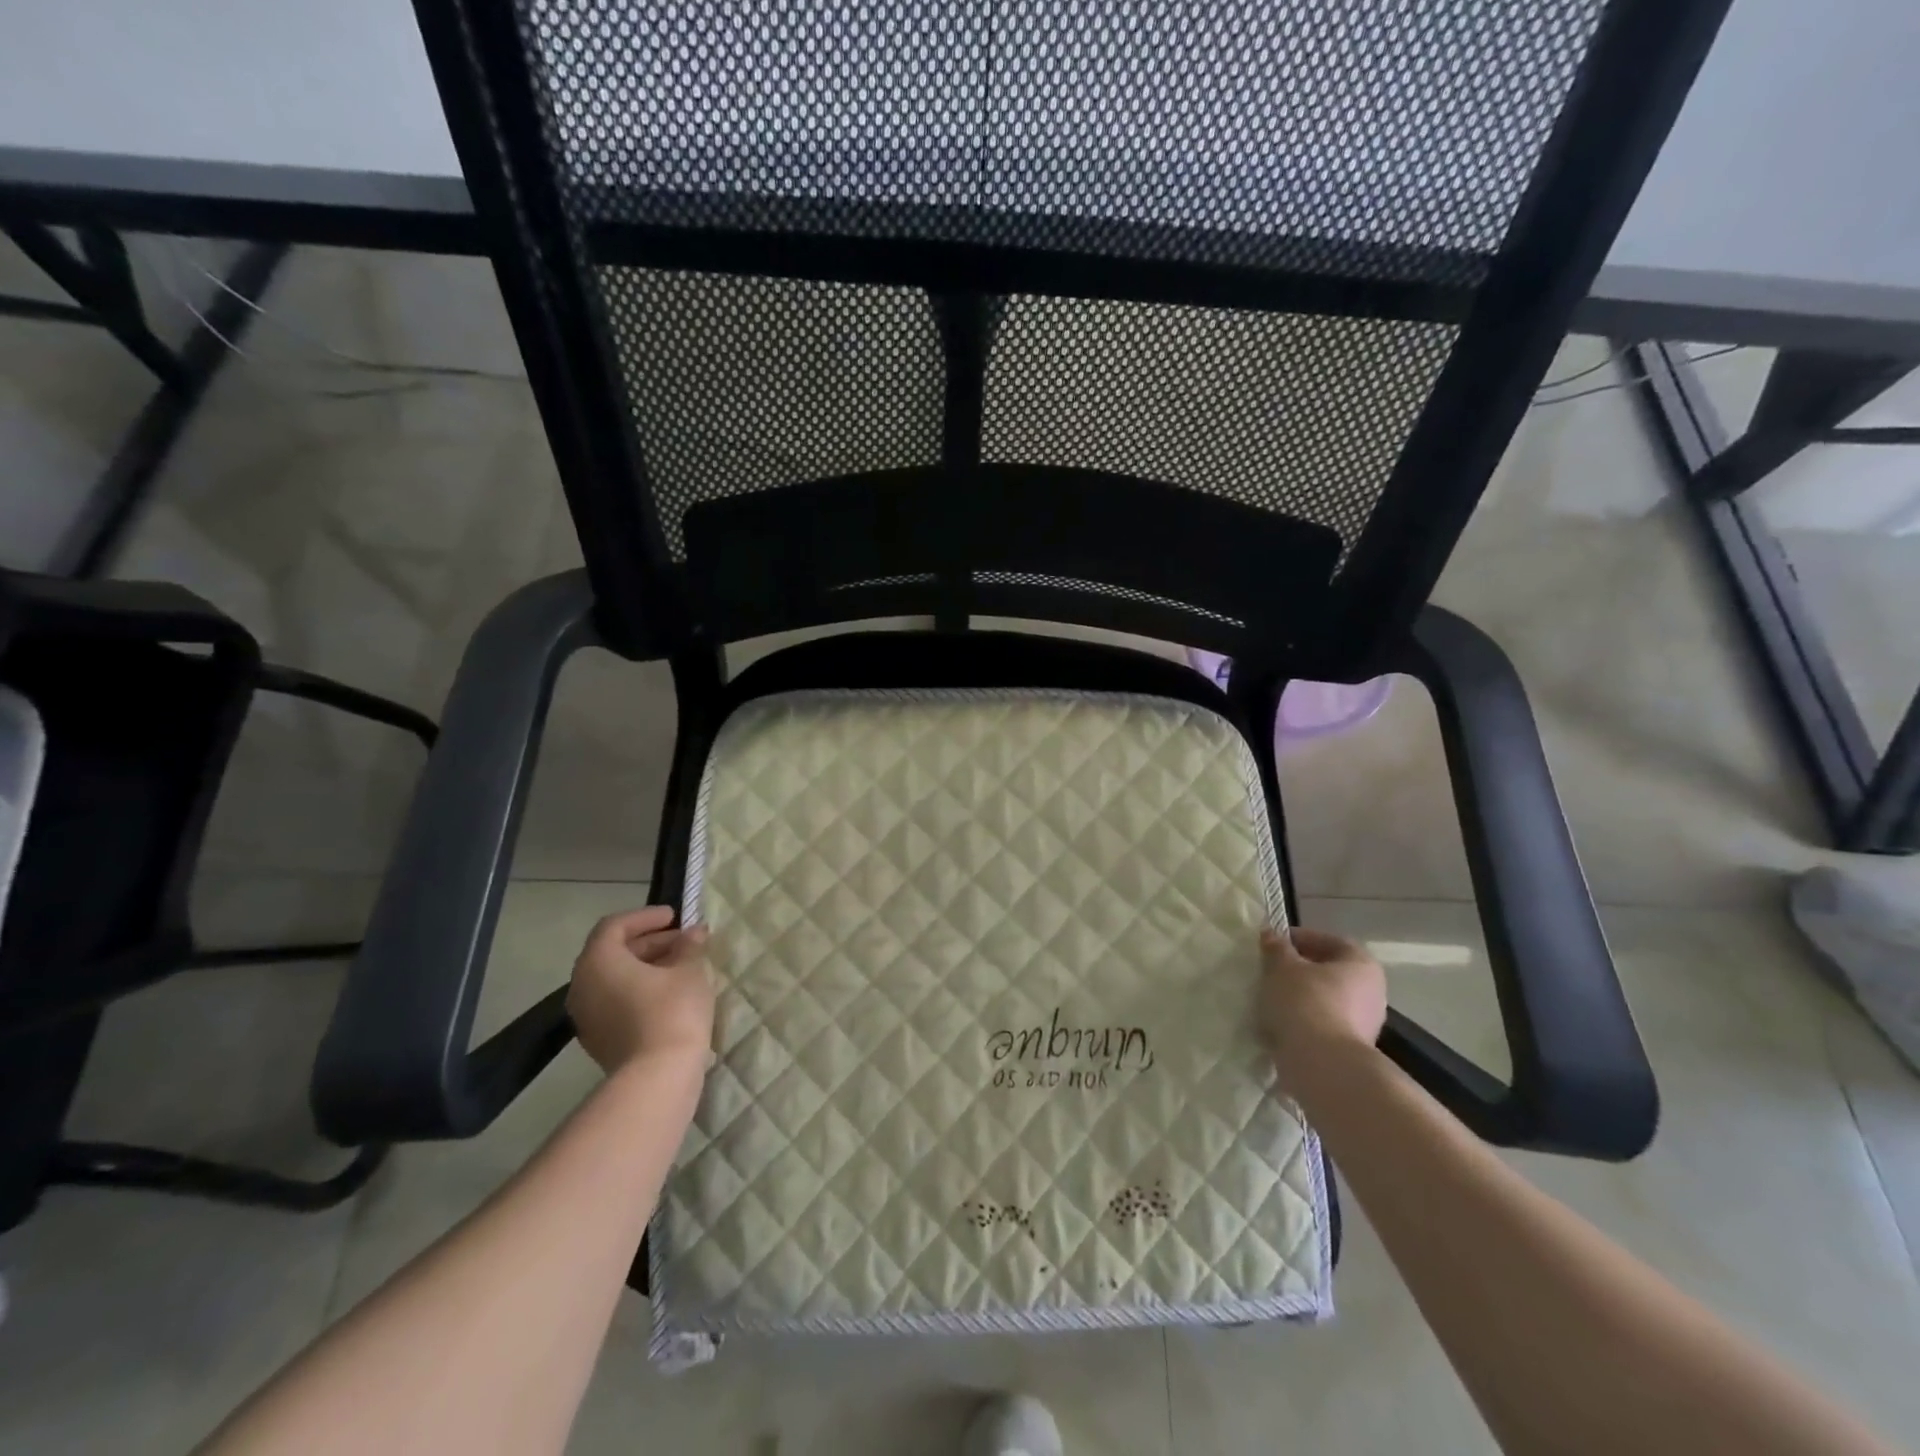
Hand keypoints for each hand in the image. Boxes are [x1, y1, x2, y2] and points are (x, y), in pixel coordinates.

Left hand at [567, 906, 715, 1074]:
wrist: (657, 1077)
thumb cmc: (672, 1011)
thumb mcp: (690, 970)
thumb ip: (690, 946)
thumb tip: (694, 932)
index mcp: (599, 961)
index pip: (615, 926)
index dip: (646, 917)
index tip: (675, 917)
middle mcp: (582, 985)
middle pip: (612, 952)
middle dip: (650, 942)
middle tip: (684, 941)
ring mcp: (586, 1016)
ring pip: (614, 979)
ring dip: (645, 966)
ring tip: (681, 966)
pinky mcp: (598, 1039)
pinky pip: (615, 1001)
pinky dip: (638, 989)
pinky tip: (669, 994)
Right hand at [1258, 925, 1387, 1093]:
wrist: (1321, 1064)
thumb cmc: (1305, 1002)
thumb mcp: (1282, 966)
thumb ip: (1276, 948)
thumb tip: (1271, 934)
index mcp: (1362, 964)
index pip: (1331, 941)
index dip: (1300, 938)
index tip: (1273, 944)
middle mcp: (1371, 992)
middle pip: (1329, 972)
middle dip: (1298, 970)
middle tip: (1269, 969)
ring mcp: (1364, 1024)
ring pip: (1324, 1000)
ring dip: (1298, 997)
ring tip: (1268, 998)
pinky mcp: (1350, 1049)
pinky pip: (1321, 1025)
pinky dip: (1301, 1021)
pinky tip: (1277, 1024)